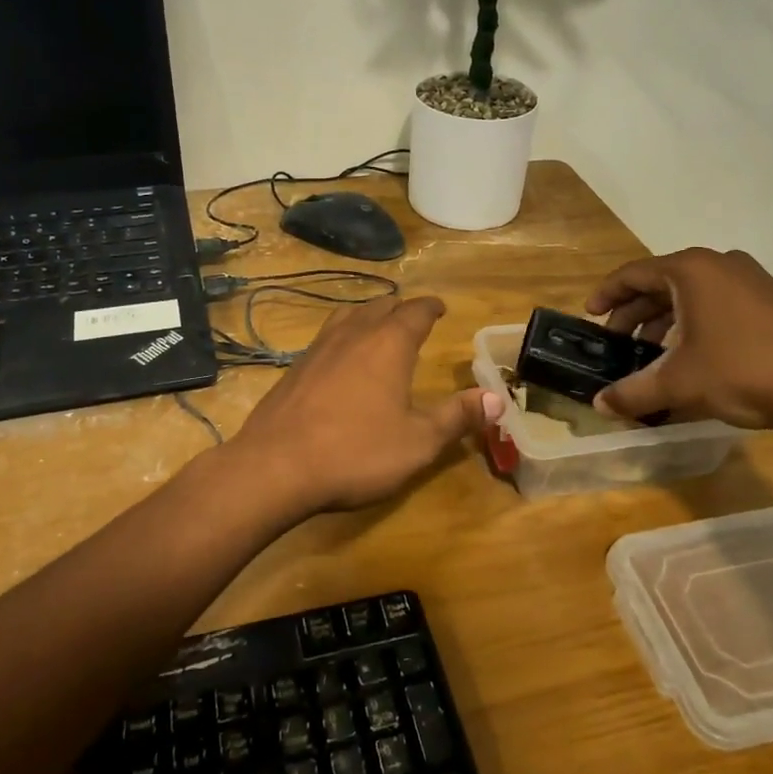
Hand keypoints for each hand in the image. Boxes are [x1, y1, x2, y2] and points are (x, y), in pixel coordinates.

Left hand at [227, 295, 498, 513]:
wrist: (275, 466)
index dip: (430, 307)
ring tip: (377, 327)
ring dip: (368, 316)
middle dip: (400, 309)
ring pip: (348, 316)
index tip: (440, 307)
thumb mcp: (418, 442)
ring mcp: (318, 349)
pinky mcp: (294, 368)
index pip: (415, 312)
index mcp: (388, 344)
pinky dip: (343, 336)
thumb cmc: (356, 452)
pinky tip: (341, 359)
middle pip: (380, 307)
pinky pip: (326, 337)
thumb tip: (497, 398)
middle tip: (413, 317)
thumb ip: (457, 417)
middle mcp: (353, 335)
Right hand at [585, 248, 772, 429]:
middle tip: (618, 343)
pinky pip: (717, 304)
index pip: (633, 274)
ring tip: (651, 356)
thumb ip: (633, 392)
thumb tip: (599, 406)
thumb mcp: (680, 383)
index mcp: (691, 270)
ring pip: (691, 296)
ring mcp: (750, 280)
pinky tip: (691, 358)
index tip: (590, 316)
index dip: (606, 295)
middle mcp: (719, 265)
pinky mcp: (771, 301)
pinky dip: (693, 325)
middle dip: (635, 314)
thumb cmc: (744, 370)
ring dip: (664, 322)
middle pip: (661, 284)